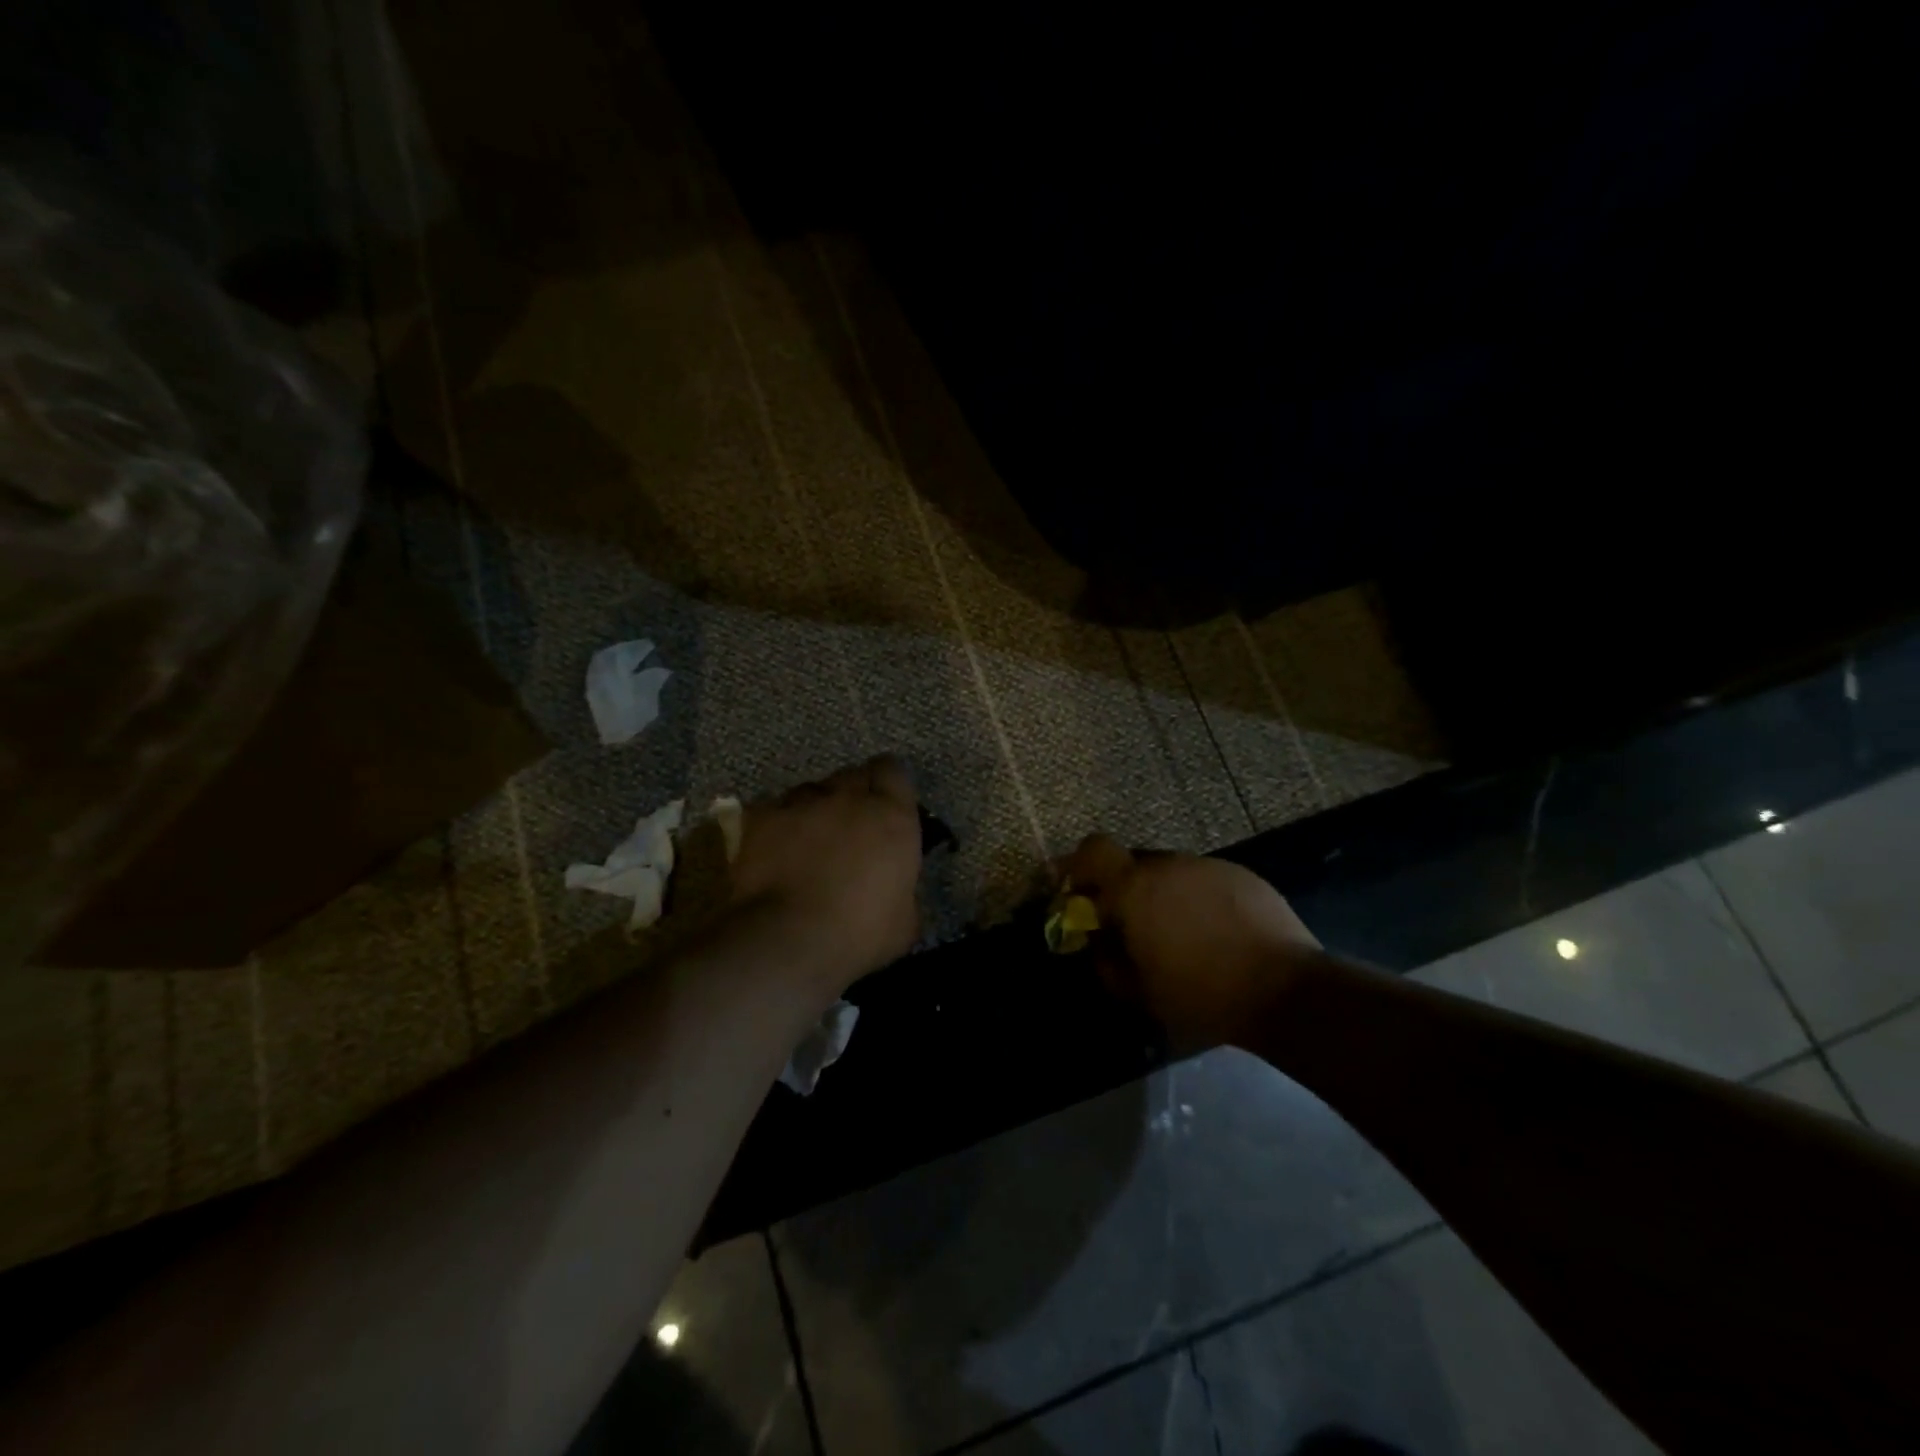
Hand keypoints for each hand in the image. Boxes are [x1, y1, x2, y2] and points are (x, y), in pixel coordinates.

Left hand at [731, 756, 922, 994]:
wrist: (786, 940)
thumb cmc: (857, 933)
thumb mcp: (904, 923)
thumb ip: (904, 891)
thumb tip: (898, 892)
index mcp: (891, 816)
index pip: (894, 772)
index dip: (889, 786)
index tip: (887, 806)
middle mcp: (847, 797)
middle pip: (853, 776)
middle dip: (853, 795)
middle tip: (851, 826)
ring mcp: (799, 803)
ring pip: (811, 791)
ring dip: (815, 809)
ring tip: (808, 840)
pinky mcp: (759, 817)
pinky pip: (773, 810)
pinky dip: (777, 825)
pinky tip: (773, 851)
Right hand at [1060, 834, 1321, 1050]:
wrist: (1286, 990)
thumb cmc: (1201, 994)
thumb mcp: (1140, 992)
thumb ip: (1106, 962)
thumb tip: (1097, 944)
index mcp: (1135, 887)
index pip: (1092, 849)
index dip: (1079, 866)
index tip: (1081, 894)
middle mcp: (1168, 865)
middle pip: (1132, 863)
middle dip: (1126, 890)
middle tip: (1134, 927)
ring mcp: (1208, 866)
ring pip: (1171, 872)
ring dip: (1164, 895)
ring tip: (1181, 934)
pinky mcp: (1242, 875)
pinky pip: (1204, 880)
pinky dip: (1198, 899)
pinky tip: (1216, 932)